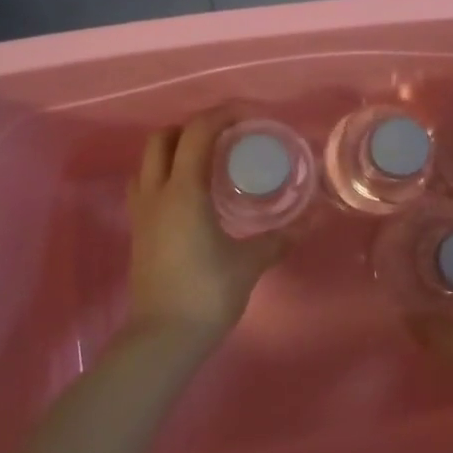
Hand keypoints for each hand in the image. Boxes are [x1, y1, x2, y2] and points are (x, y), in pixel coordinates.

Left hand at [126, 111, 288, 349]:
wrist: (163, 338)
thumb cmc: (207, 294)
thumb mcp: (250, 263)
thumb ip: (280, 238)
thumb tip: (314, 220)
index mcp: (184, 192)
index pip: (197, 133)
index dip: (222, 115)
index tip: (250, 118)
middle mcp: (157, 193)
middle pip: (163, 138)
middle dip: (193, 128)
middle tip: (225, 137)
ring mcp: (142, 212)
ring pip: (148, 161)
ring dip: (174, 149)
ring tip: (207, 160)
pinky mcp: (138, 231)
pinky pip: (145, 185)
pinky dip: (165, 173)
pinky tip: (189, 192)